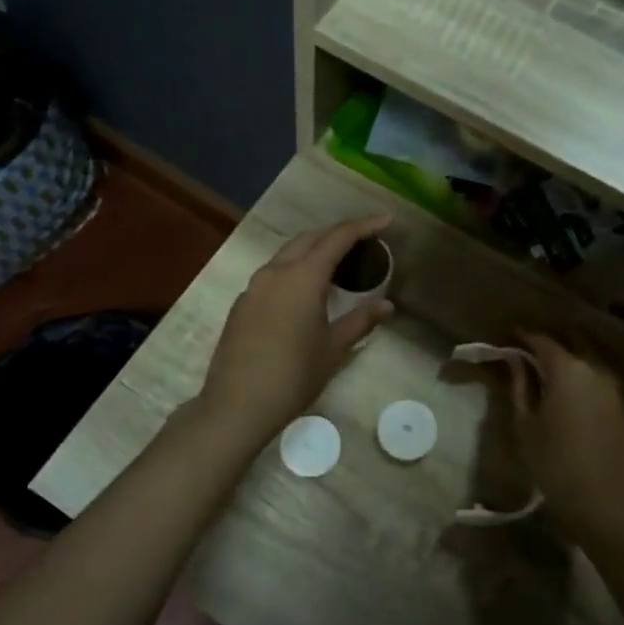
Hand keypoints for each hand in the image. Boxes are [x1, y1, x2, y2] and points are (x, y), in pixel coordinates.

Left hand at [198, 215, 394, 447]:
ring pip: (288, 254)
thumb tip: (386, 306)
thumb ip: (360, 321)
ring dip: (314, 250)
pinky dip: (295, 270)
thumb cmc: (293, 376)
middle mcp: (275, 272)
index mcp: (302, 277)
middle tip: (364, 240)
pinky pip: (273, 274)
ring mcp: (254, 287)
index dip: (363, 226)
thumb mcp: (333, 349)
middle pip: (310, 239)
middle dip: (337, 234)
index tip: (385, 220)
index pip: (337, 238)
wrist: (237, 405)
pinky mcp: (242, 304)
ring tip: (338, 264)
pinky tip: (306, 291)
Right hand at [506, 333, 623, 546]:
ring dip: (571, 363)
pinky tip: (575, 398)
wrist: (603, 502)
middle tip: (531, 352)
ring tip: (551, 374)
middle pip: (571, 345)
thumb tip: (515, 360)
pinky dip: (586, 383)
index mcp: (567, 370)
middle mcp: (595, 370)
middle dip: (550, 345)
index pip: (543, 341)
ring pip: (590, 364)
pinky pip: (602, 385)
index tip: (511, 338)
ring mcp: (616, 389)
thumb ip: (520, 385)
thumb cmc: (553, 462)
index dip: (525, 337)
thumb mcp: (525, 423)